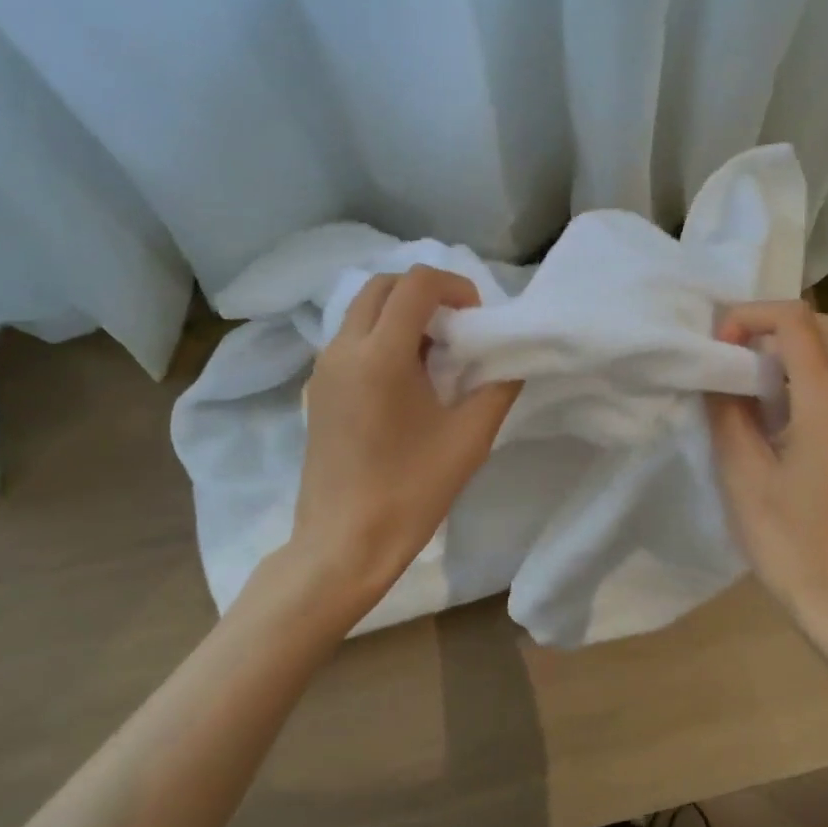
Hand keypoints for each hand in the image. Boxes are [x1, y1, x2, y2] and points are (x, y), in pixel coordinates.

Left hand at [288, 265, 520, 612]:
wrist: (343, 542)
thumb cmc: (411, 492)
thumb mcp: (470, 438)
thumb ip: (498, 387)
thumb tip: (509, 359)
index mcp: (380, 355)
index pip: (416, 283)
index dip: (455, 286)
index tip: (477, 318)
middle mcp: (344, 349)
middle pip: (383, 285)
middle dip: (425, 292)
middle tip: (457, 328)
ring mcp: (323, 368)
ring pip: (362, 310)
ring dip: (401, 313)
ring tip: (434, 354)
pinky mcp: (317, 389)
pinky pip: (350, 339)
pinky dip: (381, 336)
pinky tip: (406, 380)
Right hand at [707, 302, 827, 646]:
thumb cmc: (789, 541)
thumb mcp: (742, 474)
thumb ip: (727, 413)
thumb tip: (719, 376)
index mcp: (827, 403)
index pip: (795, 320)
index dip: (750, 317)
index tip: (718, 347)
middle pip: (823, 326)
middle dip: (773, 324)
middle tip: (731, 351)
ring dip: (790, 348)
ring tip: (745, 377)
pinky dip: (804, 374)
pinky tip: (771, 410)